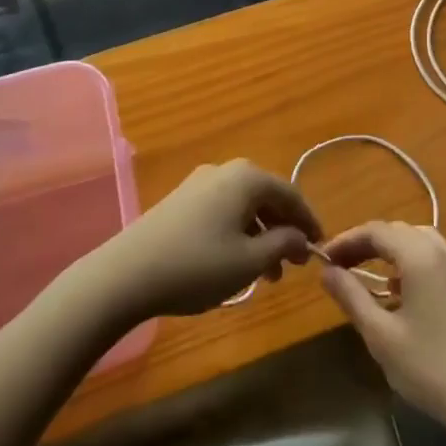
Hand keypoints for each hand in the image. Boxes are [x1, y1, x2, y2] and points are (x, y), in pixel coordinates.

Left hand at [87, 160, 320, 318]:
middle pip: (267, 197)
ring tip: (267, 274)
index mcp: (247, 178)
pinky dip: (238, 233)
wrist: (125, 274)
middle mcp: (225, 171)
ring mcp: (199, 183)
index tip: (320, 247)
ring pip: (244, 206)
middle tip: (294, 264)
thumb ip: (283, 245)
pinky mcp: (180, 201)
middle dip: (284, 230)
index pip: (291, 194)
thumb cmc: (197, 265)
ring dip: (261, 235)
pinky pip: (222, 211)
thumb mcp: (249, 261)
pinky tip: (235, 262)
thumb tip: (301, 237)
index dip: (309, 222)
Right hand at [319, 222, 445, 429]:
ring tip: (363, 276)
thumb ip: (352, 296)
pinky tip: (398, 293)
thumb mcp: (381, 335)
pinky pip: (433, 258)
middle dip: (366, 244)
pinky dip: (409, 264)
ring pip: (417, 242)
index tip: (323, 259)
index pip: (376, 231)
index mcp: (421, 255)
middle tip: (338, 267)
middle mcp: (443, 249)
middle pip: (397, 232)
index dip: (346, 240)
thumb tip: (327, 271)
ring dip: (388, 253)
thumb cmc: (430, 367)